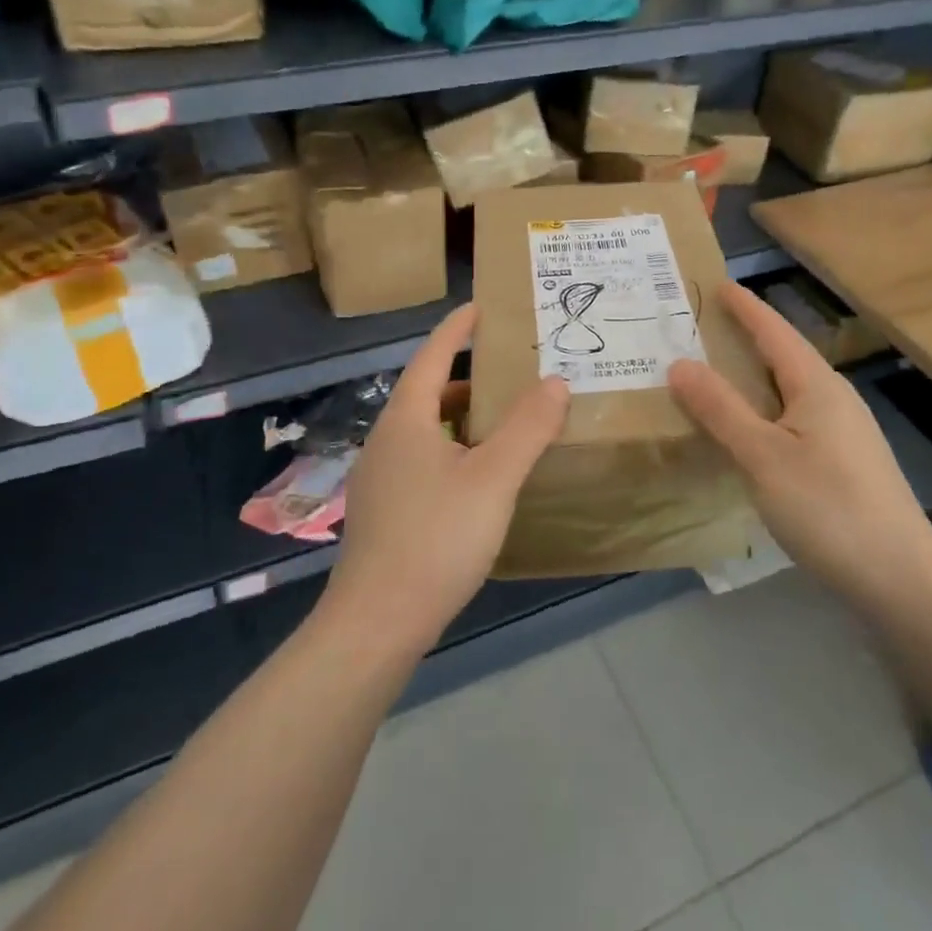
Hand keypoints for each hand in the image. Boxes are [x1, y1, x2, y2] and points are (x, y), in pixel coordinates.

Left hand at [322, 304, 569, 654]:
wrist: (376, 623)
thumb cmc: (436, 538)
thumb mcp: (493, 478)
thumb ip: (527, 427)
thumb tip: (555, 381)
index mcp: (406, 420)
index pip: (431, 356)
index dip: (456, 329)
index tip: (479, 307)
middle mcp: (385, 441)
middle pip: (426, 393)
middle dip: (466, 377)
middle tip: (509, 373)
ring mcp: (379, 479)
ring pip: (424, 431)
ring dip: (460, 419)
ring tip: (502, 425)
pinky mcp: (383, 512)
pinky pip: (421, 461)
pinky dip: (452, 451)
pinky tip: (478, 479)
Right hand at [667, 283, 931, 606]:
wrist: (900, 580)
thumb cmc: (828, 508)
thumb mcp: (763, 456)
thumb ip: (720, 409)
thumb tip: (679, 364)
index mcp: (817, 386)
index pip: (774, 332)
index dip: (745, 308)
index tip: (716, 285)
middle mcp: (833, 400)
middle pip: (783, 357)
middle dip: (743, 340)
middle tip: (699, 331)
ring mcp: (842, 434)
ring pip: (788, 392)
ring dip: (751, 379)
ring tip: (712, 376)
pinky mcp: (843, 464)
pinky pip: (792, 420)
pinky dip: (761, 412)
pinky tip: (745, 432)